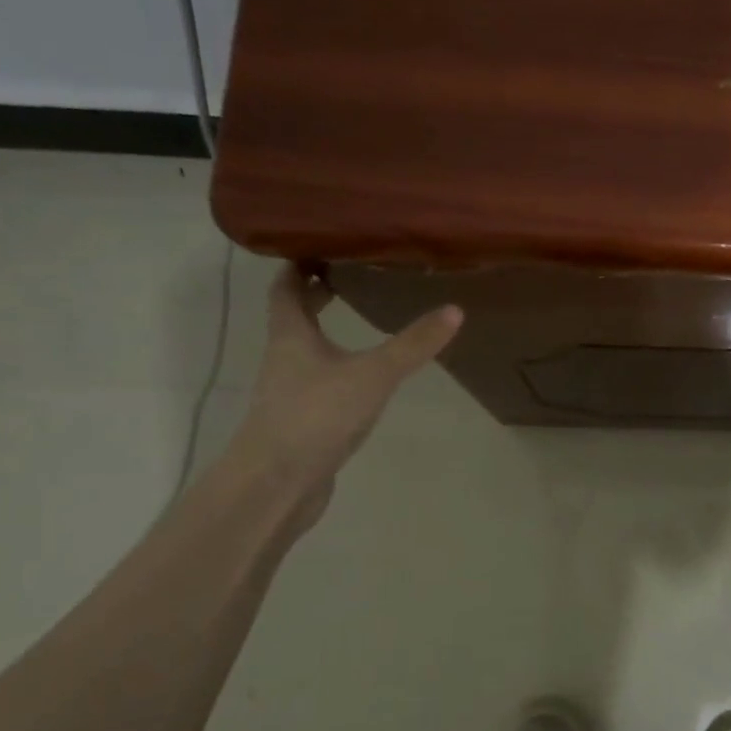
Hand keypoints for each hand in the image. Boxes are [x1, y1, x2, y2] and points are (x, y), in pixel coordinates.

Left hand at [231, 264, 461, 512]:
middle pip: (295, 317)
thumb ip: (413, 345)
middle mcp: (284, 358)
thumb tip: (455, 310)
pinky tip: (363, 379)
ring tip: (363, 320)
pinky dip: (337, 371)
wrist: (276, 484)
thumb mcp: (373, 375)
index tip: (321, 245)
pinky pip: (319, 384)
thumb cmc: (315, 415)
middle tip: (351, 276)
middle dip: (317, 296)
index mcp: (291, 335)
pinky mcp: (302, 422)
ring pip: (307, 352)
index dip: (299, 265)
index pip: (286, 288)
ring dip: (327, 334)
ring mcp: (290, 393)